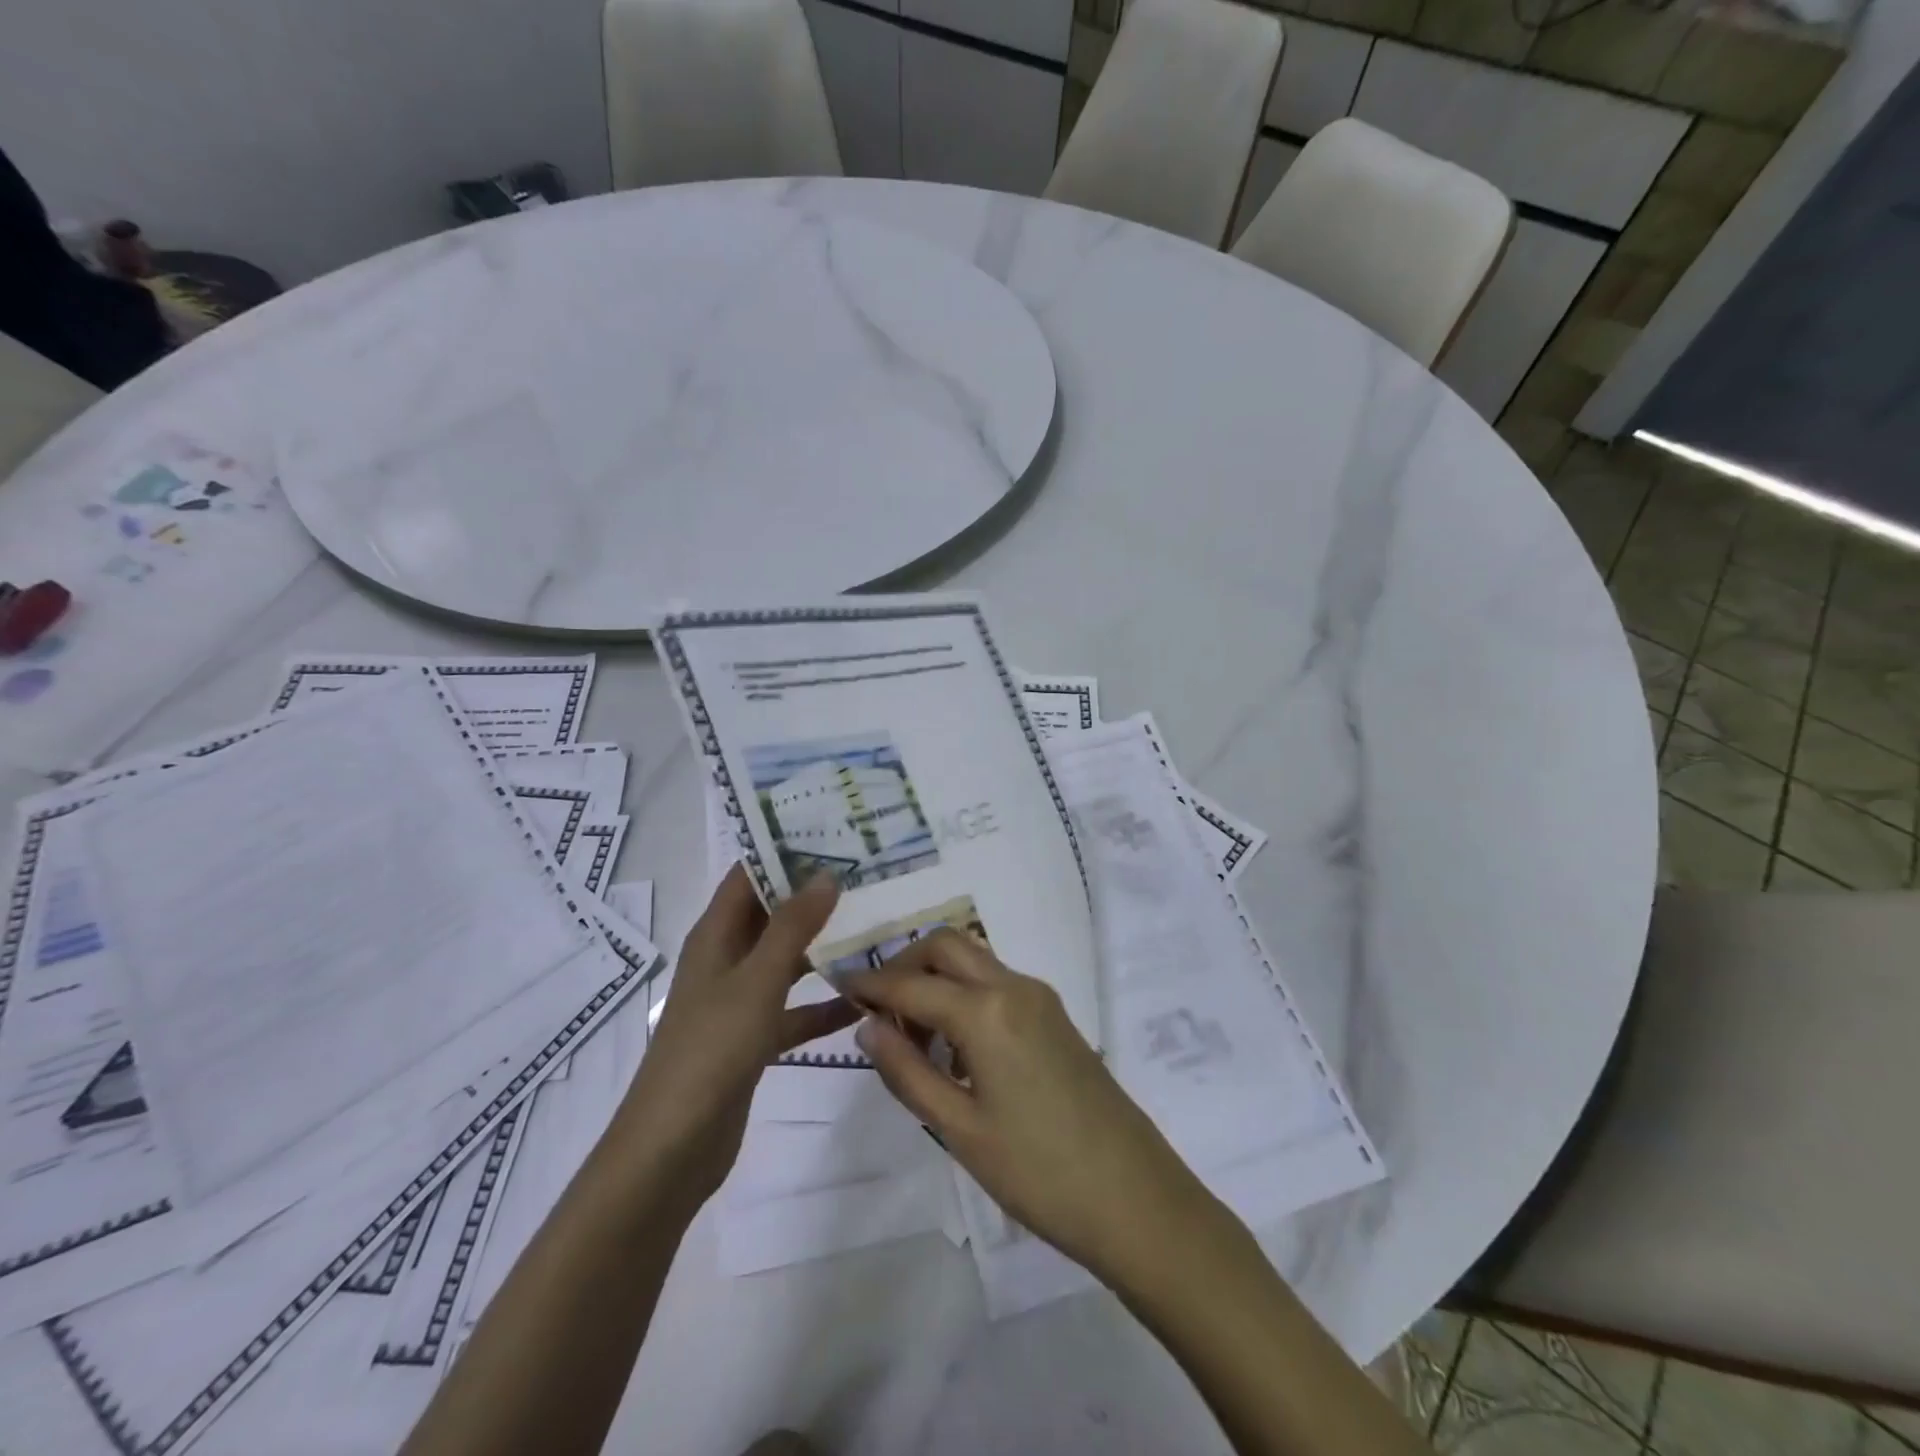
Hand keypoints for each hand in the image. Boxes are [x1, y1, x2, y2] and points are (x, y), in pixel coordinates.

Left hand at [615, 867, 856, 1208]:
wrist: (672, 1149)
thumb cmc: (711, 1050)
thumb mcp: (757, 981)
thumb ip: (792, 927)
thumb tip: (825, 874)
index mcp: (715, 937)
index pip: (747, 876)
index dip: (781, 851)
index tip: (831, 831)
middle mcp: (725, 961)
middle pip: (771, 916)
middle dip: (813, 897)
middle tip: (868, 876)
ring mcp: (739, 1002)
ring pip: (787, 962)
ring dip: (824, 949)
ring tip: (876, 928)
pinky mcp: (753, 1040)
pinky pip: (794, 1010)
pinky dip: (824, 1006)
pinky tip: (865, 1002)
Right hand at [842, 932, 1214, 1286]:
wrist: (1135, 1197)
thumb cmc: (1038, 1172)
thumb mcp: (959, 1129)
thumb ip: (907, 1071)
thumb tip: (868, 1025)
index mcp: (986, 1011)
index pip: (911, 982)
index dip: (871, 984)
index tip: (839, 986)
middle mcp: (1014, 986)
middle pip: (947, 946)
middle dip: (906, 963)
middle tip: (879, 1011)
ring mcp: (1040, 997)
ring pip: (974, 961)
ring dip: (937, 979)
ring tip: (914, 1040)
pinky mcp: (1055, 1016)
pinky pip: (997, 984)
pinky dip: (965, 995)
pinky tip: (956, 1049)